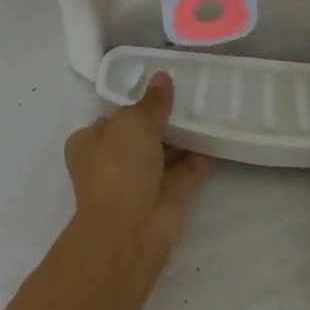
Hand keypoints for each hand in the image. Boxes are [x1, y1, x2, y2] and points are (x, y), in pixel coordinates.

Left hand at [64, 73, 212, 266]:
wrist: (130, 232)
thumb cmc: (118, 167)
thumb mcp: (132, 121)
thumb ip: (151, 102)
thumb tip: (163, 78)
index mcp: (90, 143)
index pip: (112, 117)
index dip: (133, 101)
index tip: (158, 85)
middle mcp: (113, 162)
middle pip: (141, 134)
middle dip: (163, 117)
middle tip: (190, 90)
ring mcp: (142, 182)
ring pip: (166, 151)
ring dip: (184, 134)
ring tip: (209, 104)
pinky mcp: (169, 198)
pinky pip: (188, 169)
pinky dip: (202, 154)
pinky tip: (219, 131)